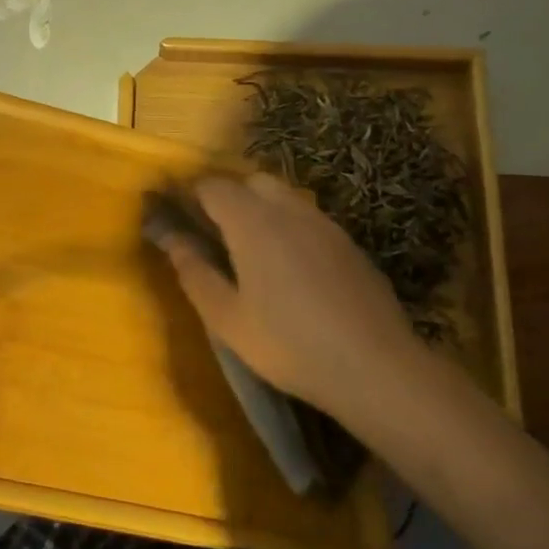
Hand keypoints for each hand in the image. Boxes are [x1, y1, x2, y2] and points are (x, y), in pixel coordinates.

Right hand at [158, 173, 442, 434]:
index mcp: (252, 222)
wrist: (375, 366)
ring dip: (260, 211)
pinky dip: (289, 228)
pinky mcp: (348, 243)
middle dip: (228, 198)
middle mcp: (289, 210)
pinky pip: (308, 220)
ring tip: (250, 255)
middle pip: (251, 182)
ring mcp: (325, 224)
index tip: (179, 221)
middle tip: (214, 238)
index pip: (212, 186)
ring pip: (283, 198)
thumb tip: (172, 240)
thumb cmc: (288, 344)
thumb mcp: (227, 319)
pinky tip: (290, 272)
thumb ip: (194, 273)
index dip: (190, 197)